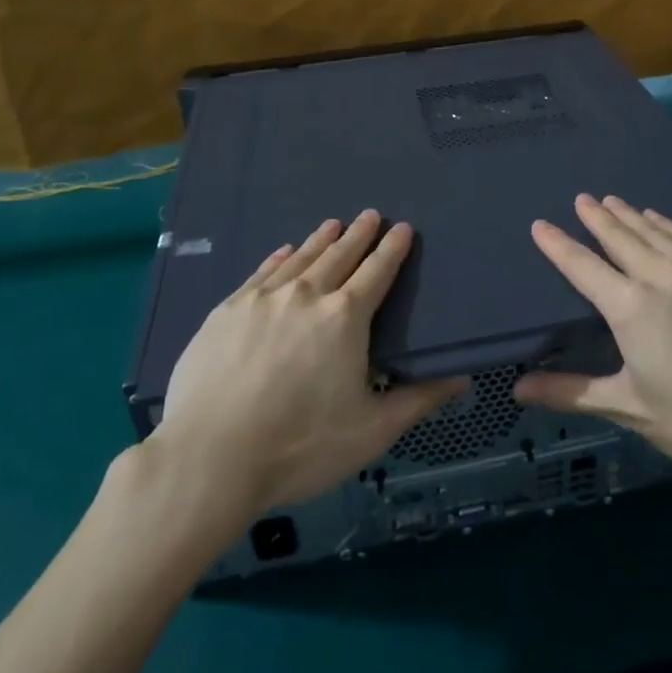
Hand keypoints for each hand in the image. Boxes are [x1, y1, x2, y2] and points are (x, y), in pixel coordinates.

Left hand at [154, 210, 465, 516]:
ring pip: (300, 258)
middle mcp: (307, 295)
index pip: (377, 271)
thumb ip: (419, 400)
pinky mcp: (227, 310)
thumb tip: (461, 377)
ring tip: (333, 224)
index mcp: (345, 317)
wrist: (210, 457)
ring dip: (320, 239)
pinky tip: (284, 251)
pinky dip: (279, 258)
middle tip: (370, 215)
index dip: (392, 248)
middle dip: (358, 234)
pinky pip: (262, 272)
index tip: (402, 227)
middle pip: (339, 255)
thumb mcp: (371, 431)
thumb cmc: (300, 446)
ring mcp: (263, 299)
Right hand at [514, 194, 671, 487]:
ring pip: (655, 231)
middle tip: (582, 199)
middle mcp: (661, 276)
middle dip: (596, 217)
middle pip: (620, 237)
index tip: (540, 225)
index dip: (558, 245)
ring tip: (611, 200)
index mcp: (631, 308)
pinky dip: (667, 225)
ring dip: (629, 215)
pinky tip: (659, 218)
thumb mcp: (629, 408)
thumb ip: (571, 392)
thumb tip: (518, 389)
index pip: (582, 267)